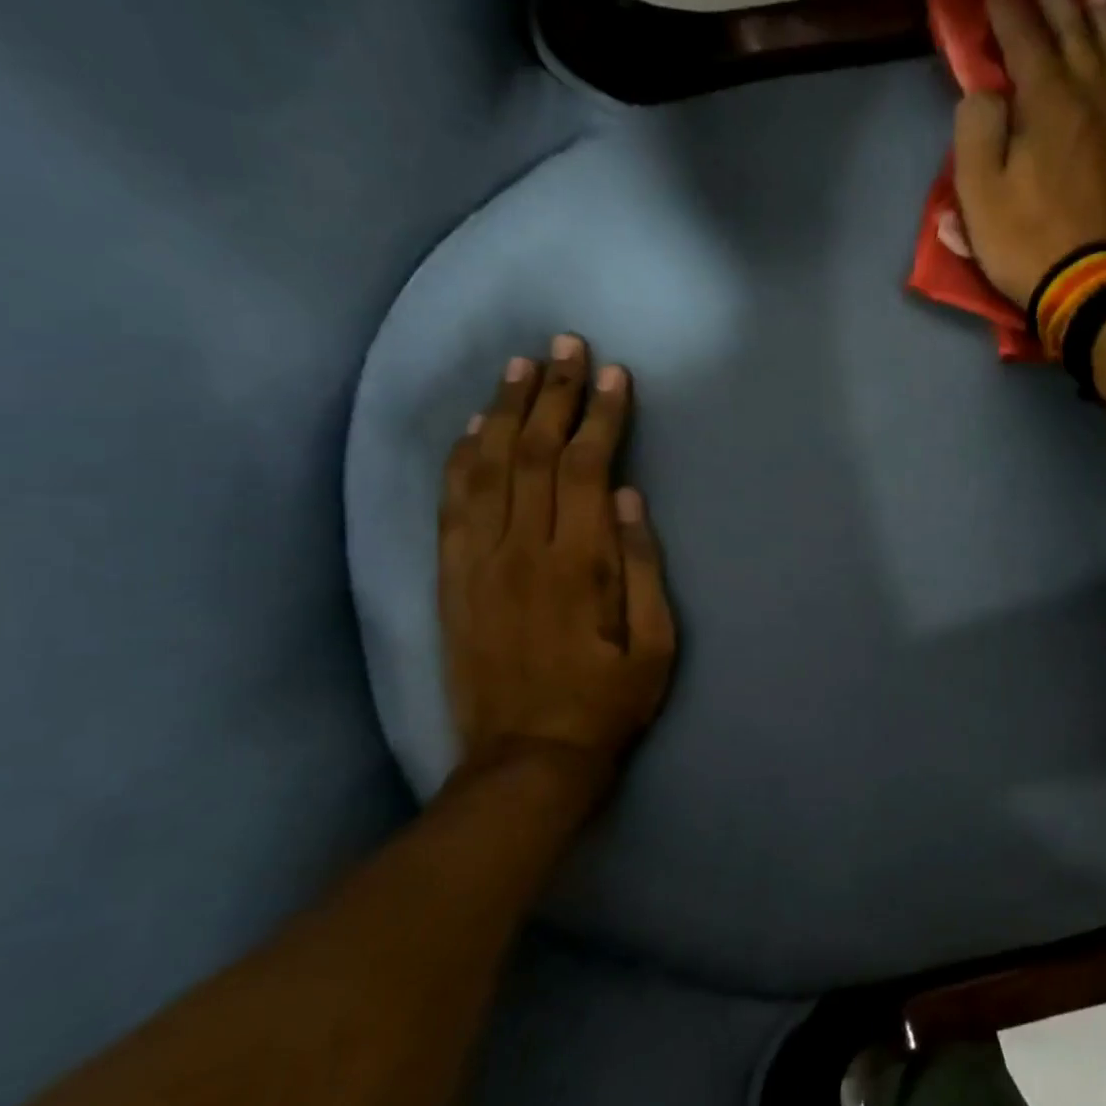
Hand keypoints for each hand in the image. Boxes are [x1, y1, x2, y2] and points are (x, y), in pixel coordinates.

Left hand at [438, 336, 676, 806]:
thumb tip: (625, 496)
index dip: (599, 416)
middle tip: (566, 346)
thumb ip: (642, 566)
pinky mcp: (451, 580)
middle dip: (553, 394)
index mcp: (577, 564)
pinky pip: (450, 505)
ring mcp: (477, 562)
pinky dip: (460, 459)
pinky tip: (472, 427)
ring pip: (486, 467)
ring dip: (505, 411)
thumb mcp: (655, 645)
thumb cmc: (607, 703)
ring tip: (520, 366)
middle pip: (533, 452)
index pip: (584, 467)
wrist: (527, 760)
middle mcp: (521, 550)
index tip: (613, 376)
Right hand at [952, 0, 1105, 308]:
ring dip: (1102, 22)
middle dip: (1056, 6)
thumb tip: (986, 93)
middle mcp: (1096, 96)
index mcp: (1049, 103)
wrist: (1099, 287)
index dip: (1007, 12)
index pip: (1026, 41)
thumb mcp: (980, 195)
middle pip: (1077, 36)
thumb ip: (975, 132)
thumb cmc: (1030, 244)